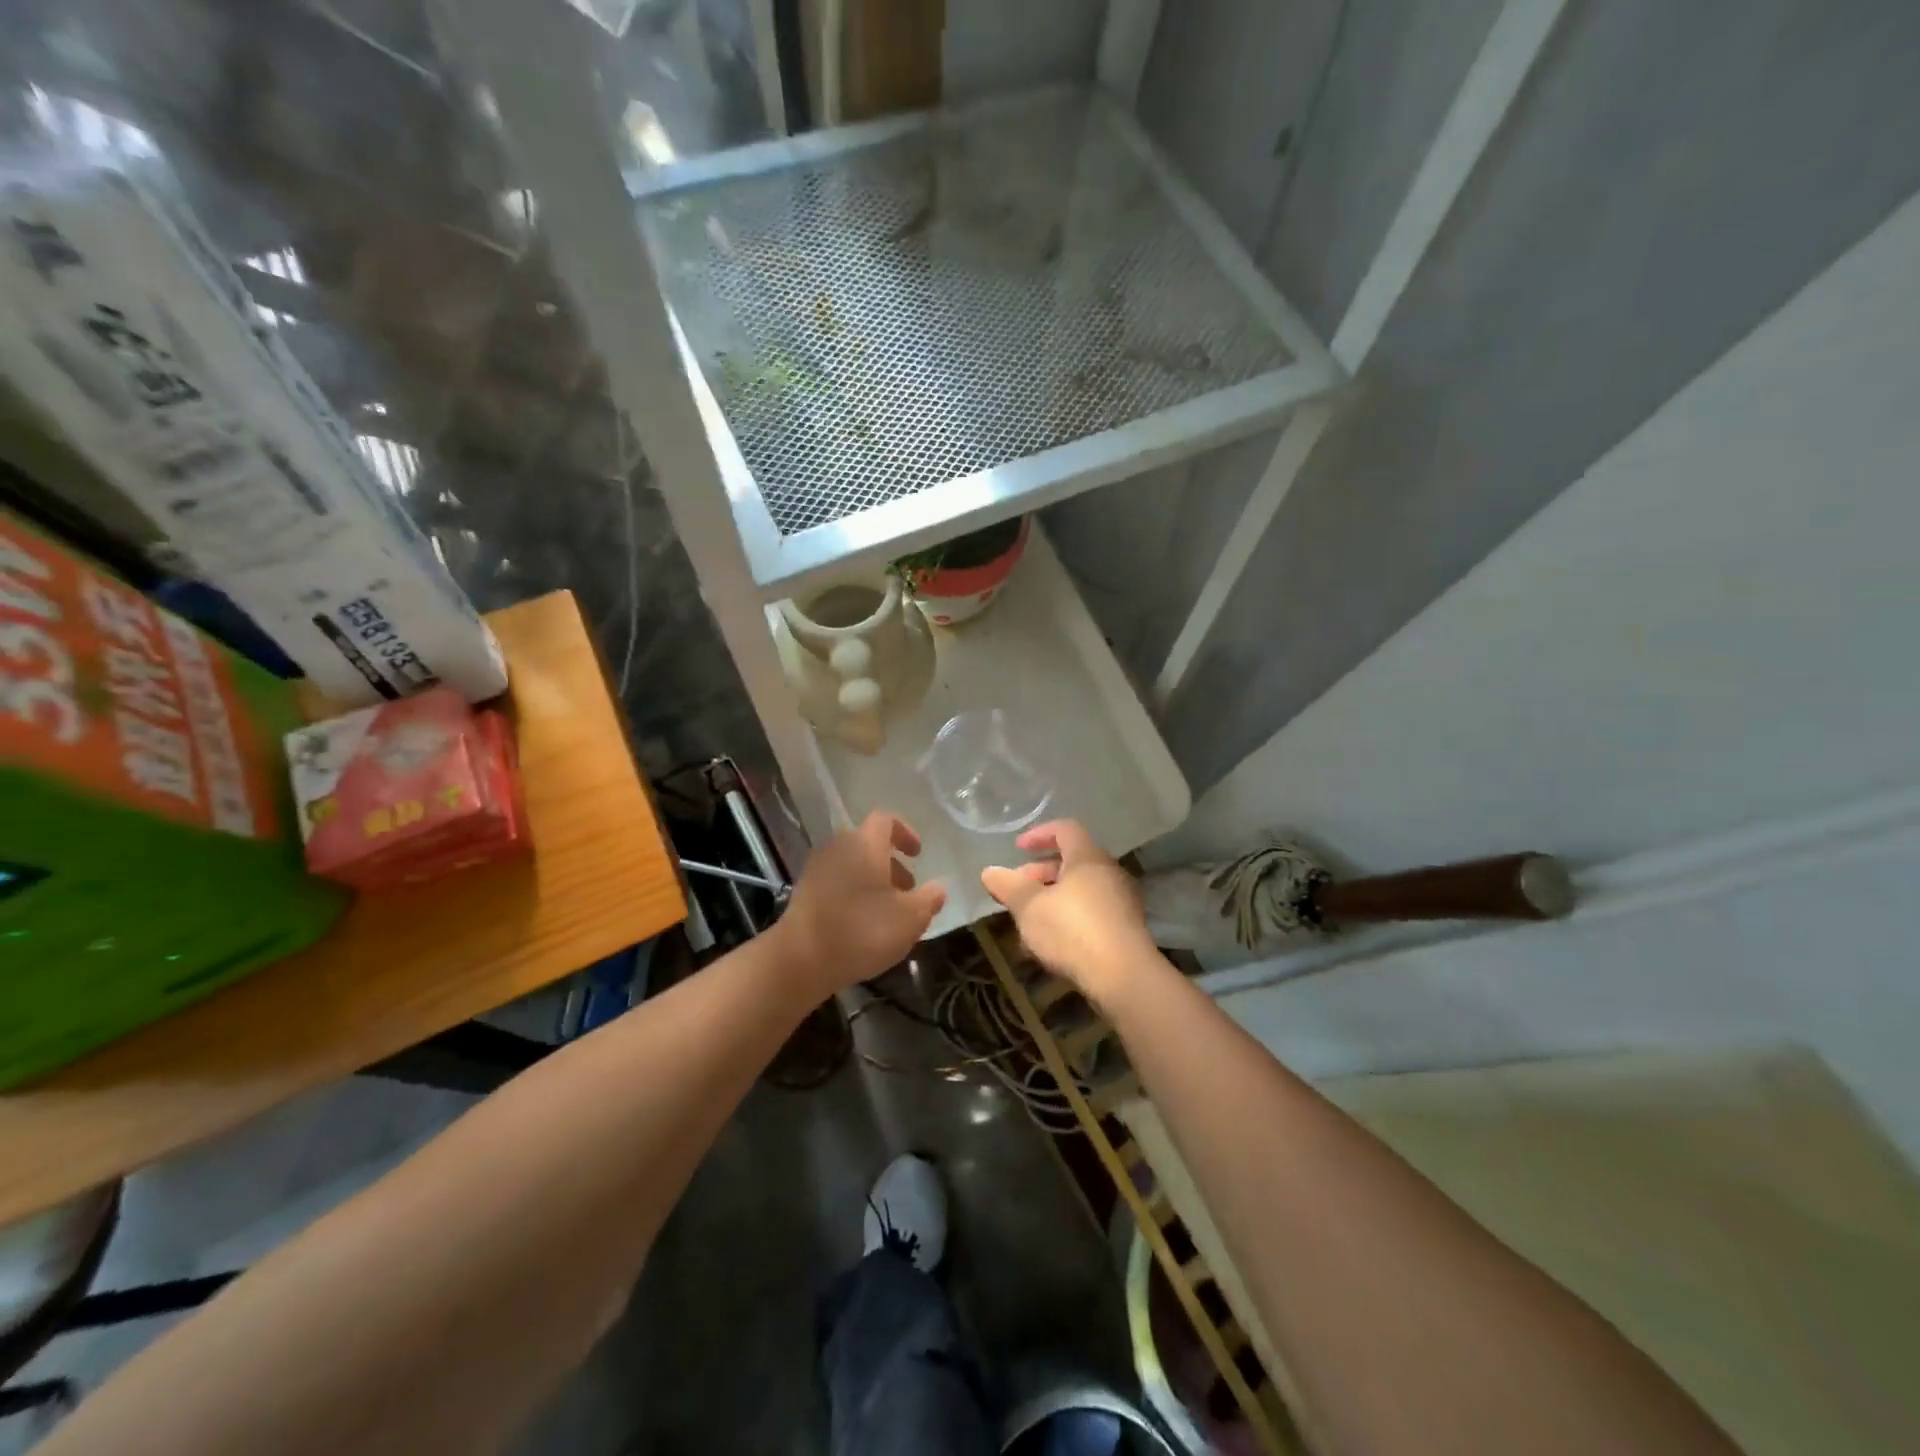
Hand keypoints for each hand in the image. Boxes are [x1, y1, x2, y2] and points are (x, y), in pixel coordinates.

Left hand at [776, 811, 945, 998]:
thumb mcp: (910, 918)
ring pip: (852, 864)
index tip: (918, 854)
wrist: (801, 959)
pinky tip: (862, 923)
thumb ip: (929, 899)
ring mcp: (817, 869)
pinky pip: (836, 882)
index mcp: (865, 843)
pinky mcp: (804, 892)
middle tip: (908, 889)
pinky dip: (853, 893)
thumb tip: (939, 887)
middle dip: (891, 864)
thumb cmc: (862, 930)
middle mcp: (838, 847)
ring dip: (873, 880)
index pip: (885, 820)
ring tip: (887, 911)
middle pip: (868, 844)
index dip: (905, 833)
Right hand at [980, 820, 1156, 1001]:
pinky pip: (1091, 912)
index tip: (1018, 848)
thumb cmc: (1072, 931)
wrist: (1124, 978)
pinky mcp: (1126, 929)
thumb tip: (989, 872)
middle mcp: (1109, 872)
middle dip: (1039, 874)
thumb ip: (1008, 886)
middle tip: (1016, 892)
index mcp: (1088, 858)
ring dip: (1051, 900)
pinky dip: (1068, 918)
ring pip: (1080, 890)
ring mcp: (1122, 901)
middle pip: (1071, 861)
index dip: (1039, 834)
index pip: (1065, 829)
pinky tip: (1050, 945)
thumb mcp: (1029, 907)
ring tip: (1027, 923)